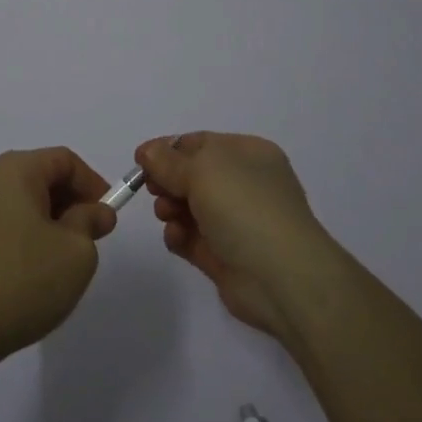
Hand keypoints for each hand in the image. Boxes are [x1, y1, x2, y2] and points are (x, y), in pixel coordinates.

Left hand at [0, 147, 118, 367]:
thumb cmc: (23, 281)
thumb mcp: (76, 252)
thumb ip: (90, 222)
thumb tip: (95, 212)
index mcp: (13, 170)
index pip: (63, 160)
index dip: (92, 183)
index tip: (107, 216)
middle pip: (38, 175)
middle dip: (69, 201)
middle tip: (90, 236)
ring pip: (18, 200)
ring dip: (46, 219)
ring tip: (62, 256)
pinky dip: (21, 233)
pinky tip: (30, 269)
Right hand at [136, 132, 333, 339]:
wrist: (282, 277)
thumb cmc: (245, 207)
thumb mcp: (203, 170)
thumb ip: (169, 161)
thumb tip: (147, 152)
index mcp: (248, 154)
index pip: (201, 143)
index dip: (168, 149)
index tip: (140, 160)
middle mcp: (245, 184)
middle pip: (192, 175)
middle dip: (168, 180)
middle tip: (152, 189)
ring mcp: (236, 222)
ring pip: (190, 207)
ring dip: (171, 208)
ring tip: (166, 215)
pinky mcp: (225, 256)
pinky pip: (193, 238)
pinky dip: (179, 236)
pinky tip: (176, 237)